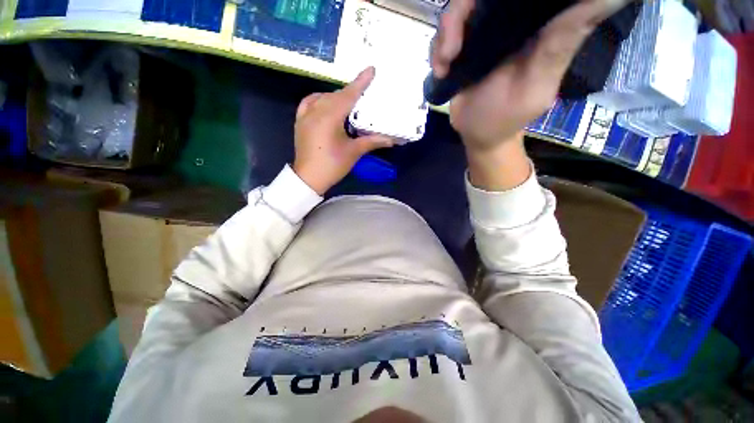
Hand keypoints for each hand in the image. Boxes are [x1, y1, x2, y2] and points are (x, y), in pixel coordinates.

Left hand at [293, 67, 393, 194]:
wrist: (309, 178)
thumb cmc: (333, 165)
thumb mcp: (354, 152)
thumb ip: (372, 141)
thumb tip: (392, 139)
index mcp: (330, 117)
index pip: (348, 95)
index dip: (361, 82)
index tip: (371, 69)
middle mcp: (316, 111)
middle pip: (336, 95)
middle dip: (351, 92)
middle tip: (364, 93)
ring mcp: (305, 115)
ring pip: (323, 98)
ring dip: (336, 97)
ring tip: (348, 102)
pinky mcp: (300, 122)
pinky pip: (309, 103)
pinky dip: (319, 99)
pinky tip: (325, 103)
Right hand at [432, 0, 626, 188]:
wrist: (476, 133)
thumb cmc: (506, 117)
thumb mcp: (537, 85)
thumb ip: (562, 43)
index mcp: (539, 24)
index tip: (491, 9)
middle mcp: (511, 19)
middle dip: (459, 15)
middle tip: (450, 52)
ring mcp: (483, 30)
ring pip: (459, 7)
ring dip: (445, 35)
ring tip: (444, 66)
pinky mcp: (463, 45)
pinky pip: (445, 32)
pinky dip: (436, 49)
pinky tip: (440, 70)